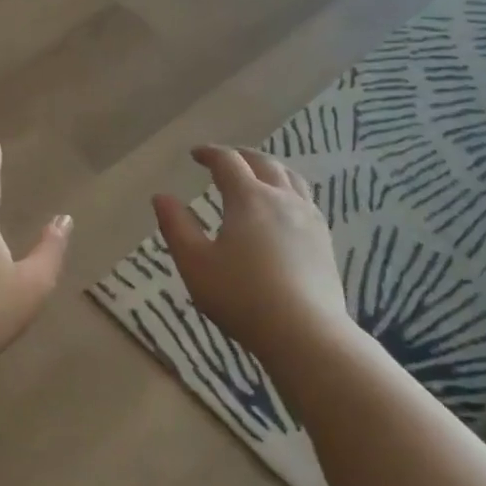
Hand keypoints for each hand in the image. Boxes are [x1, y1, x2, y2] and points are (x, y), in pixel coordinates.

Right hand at [153, 146, 349, 361]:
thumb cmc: (241, 297)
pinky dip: (287, 190)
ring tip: (256, 176)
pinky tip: (283, 209)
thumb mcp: (195, 264)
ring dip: (268, 168)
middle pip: (263, 163)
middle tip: (223, 160)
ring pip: (290, 178)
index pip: (228, 162)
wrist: (305, 332)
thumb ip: (176, 226)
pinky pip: (305, 199)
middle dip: (240, 156)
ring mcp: (309, 217)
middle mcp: (282, 198)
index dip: (210, 153)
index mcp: (249, 198)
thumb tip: (161, 197)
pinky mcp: (324, 239)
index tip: (195, 154)